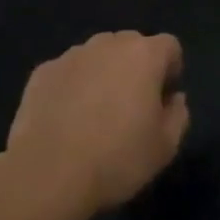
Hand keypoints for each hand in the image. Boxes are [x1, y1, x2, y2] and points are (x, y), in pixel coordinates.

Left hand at [6, 32, 189, 215]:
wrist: (48, 175)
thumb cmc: (117, 159)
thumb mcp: (165, 147)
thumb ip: (178, 115)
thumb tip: (174, 99)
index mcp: (144, 55)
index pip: (169, 46)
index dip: (171, 70)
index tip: (163, 100)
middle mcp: (108, 44)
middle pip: (131, 45)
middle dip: (136, 68)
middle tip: (131, 107)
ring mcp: (71, 56)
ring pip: (97, 56)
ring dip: (103, 74)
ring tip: (95, 114)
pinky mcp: (42, 72)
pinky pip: (68, 72)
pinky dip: (72, 87)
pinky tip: (66, 119)